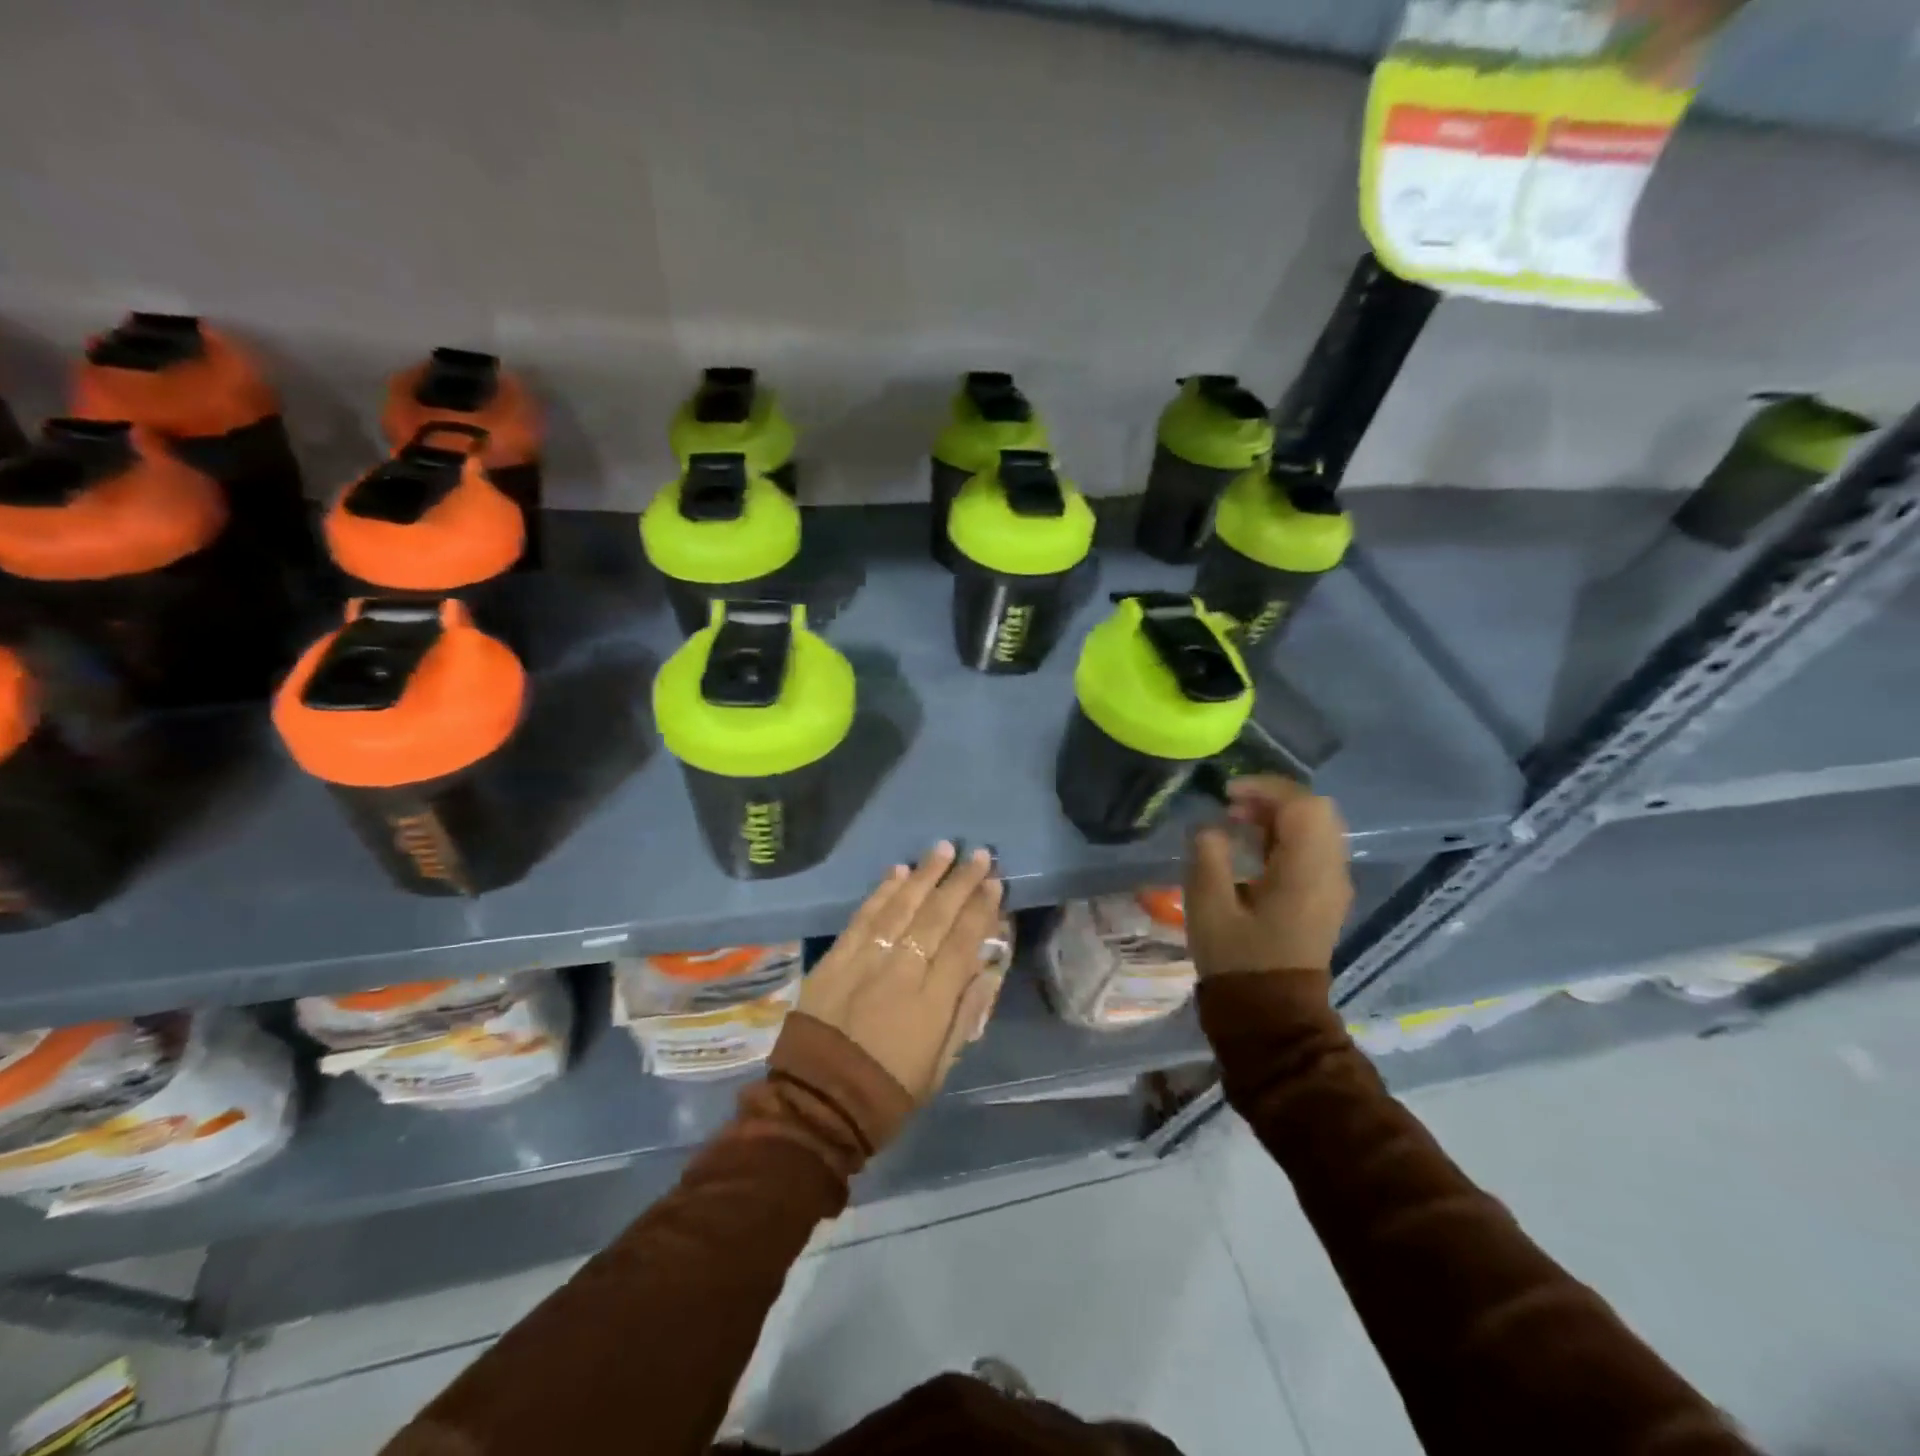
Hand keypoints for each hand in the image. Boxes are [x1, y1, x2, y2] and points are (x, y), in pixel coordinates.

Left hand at [798, 843, 1006, 1101]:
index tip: (995, 882)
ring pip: (901, 907)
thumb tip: (990, 969)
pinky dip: (883, 891)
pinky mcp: (835, 959)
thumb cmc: (888, 1093)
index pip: (964, 942)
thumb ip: (966, 1013)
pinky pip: (864, 917)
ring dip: (925, 875)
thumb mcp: (941, 1065)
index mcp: (933, 1002)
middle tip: (979, 854)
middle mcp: (902, 972)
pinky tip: (898, 871)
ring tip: (944, 849)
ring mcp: (865, 961)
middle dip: (960, 881)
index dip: (981, 909)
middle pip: (937, 916)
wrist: (818, 1104)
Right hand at [1184, 777, 1352, 976]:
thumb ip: (1208, 856)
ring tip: (1237, 822)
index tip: (1227, 794)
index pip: (1303, 805)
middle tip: (1232, 806)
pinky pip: (1314, 849)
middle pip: (1316, 811)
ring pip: (1317, 828)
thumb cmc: (1238, 961)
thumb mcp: (1209, 907)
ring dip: (1279, 816)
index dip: (1265, 788)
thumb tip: (1210, 827)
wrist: (1272, 1016)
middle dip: (1273, 798)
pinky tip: (1253, 848)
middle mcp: (1330, 873)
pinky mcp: (1325, 898)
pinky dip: (1286, 836)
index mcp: (1306, 872)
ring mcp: (1332, 887)